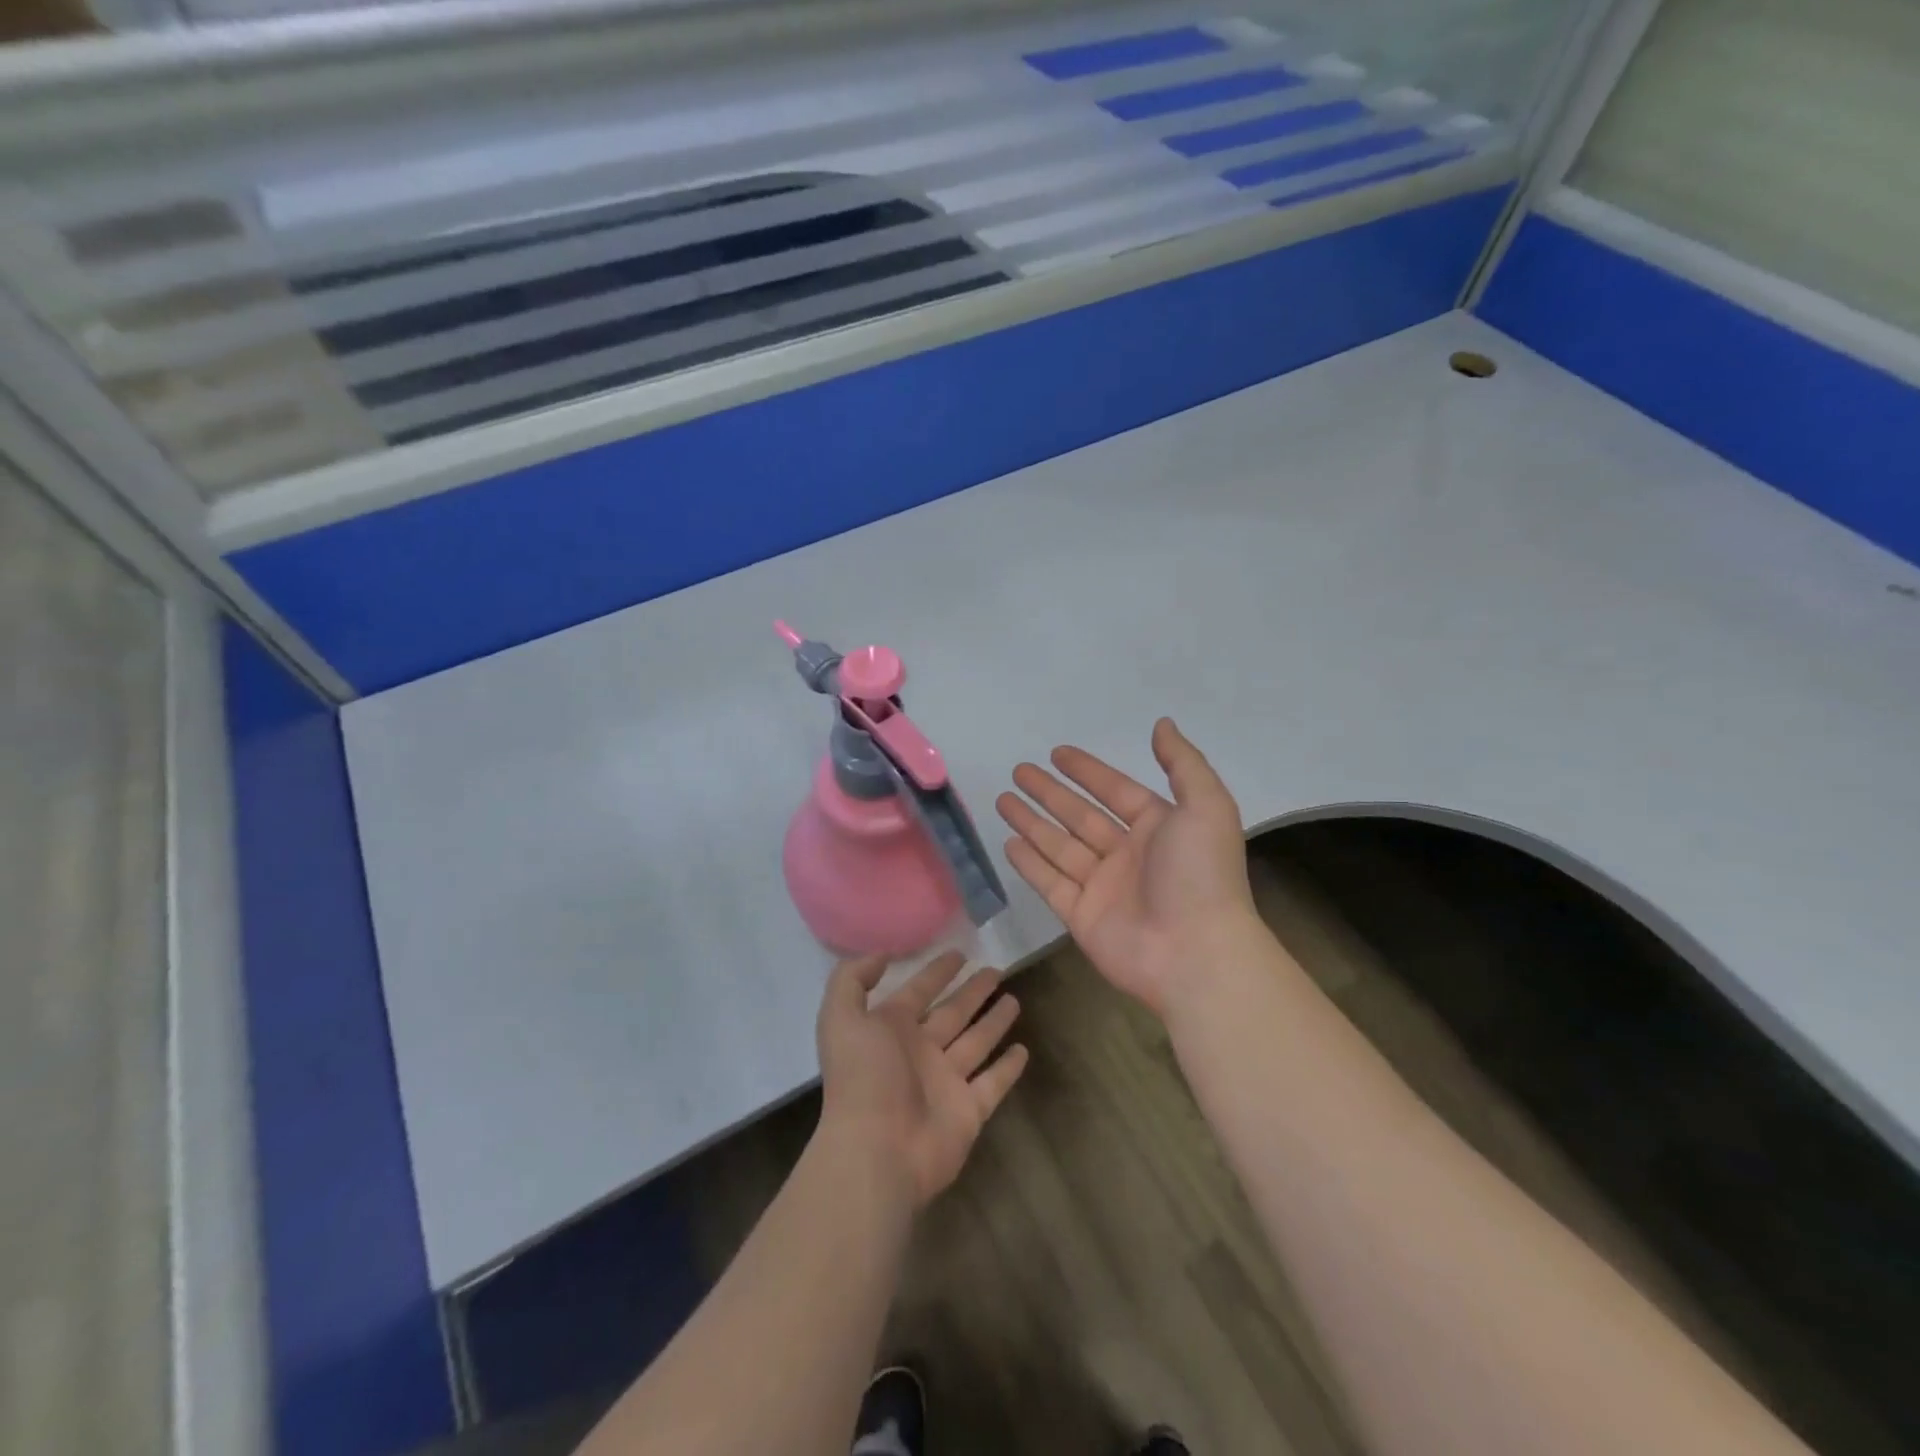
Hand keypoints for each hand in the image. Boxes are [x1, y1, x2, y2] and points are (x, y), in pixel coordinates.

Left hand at [815, 950, 1028, 1208]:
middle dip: (972, 992)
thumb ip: (852, 979)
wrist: (877, 1151)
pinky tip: (1023, 1049)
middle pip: (952, 1013)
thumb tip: (881, 955)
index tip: (960, 953)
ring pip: (975, 1042)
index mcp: (891, 1029)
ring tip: (1014, 999)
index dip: (937, 972)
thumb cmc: (862, 1078)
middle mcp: (920, 1052)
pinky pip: (993, 1083)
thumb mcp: (841, 1017)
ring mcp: (946, 1082)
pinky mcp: (968, 1111)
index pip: (918, 991)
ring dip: (993, 1022)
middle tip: (996, 969)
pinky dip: (1008, 1068)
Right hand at [996, 717, 1256, 1014]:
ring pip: (1059, 846)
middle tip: (1018, 771)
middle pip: (1080, 816)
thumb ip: (1183, 763)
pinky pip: (1050, 883)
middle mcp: (1128, 855)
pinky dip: (1030, 863)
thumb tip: (1162, 724)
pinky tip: (1009, 843)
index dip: (1087, 771)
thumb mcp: (1206, 806)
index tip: (1056, 753)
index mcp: (1158, 828)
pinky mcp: (1081, 917)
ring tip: (1002, 800)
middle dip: (1050, 793)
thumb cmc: (1200, 875)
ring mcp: (1103, 888)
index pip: (1115, 791)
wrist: (1195, 954)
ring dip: (1031, 823)